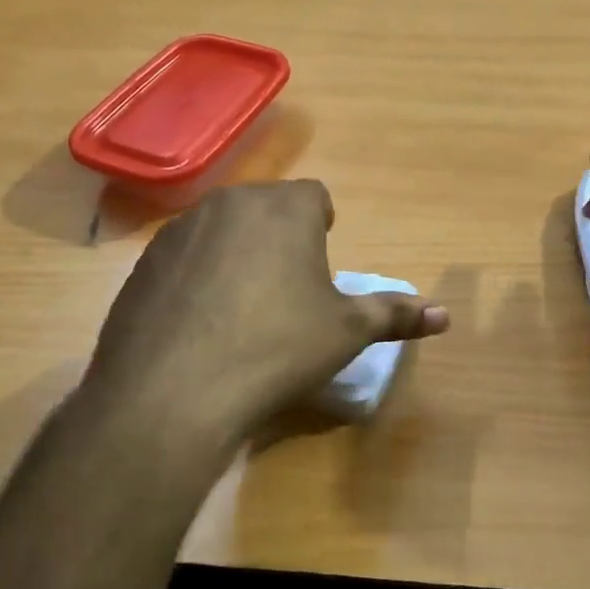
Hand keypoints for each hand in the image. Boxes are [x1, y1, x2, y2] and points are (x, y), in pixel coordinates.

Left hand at [82, 181, 447, 461]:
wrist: (172, 391)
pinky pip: (185, 256)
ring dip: (238, 252)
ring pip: (223, 228)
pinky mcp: (144, 262)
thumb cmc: (277, 349)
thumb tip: (445, 315)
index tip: (321, 266)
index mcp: (286, 209)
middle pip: (267, 208)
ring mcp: (181, 229)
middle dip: (282, 237)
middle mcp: (232, 203)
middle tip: (288, 290)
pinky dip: (198, 275)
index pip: (315, 197)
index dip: (324, 227)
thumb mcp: (346, 333)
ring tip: (242, 308)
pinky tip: (200, 323)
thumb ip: (396, 314)